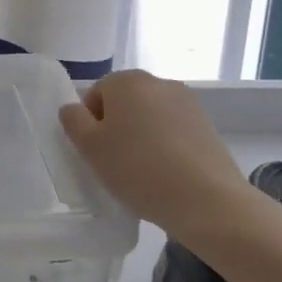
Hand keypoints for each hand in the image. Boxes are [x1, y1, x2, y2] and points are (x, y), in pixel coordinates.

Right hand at [59, 70, 250, 237]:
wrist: (207, 200)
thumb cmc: (138, 169)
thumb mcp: (90, 147)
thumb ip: (73, 120)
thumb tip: (73, 109)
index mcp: (126, 81)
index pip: (95, 94)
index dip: (90, 123)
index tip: (97, 151)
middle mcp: (158, 82)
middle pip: (124, 102)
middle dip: (117, 127)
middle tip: (115, 161)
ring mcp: (188, 103)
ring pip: (150, 117)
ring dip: (141, 136)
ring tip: (143, 171)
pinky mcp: (207, 126)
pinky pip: (173, 131)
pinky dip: (165, 146)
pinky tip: (167, 173)